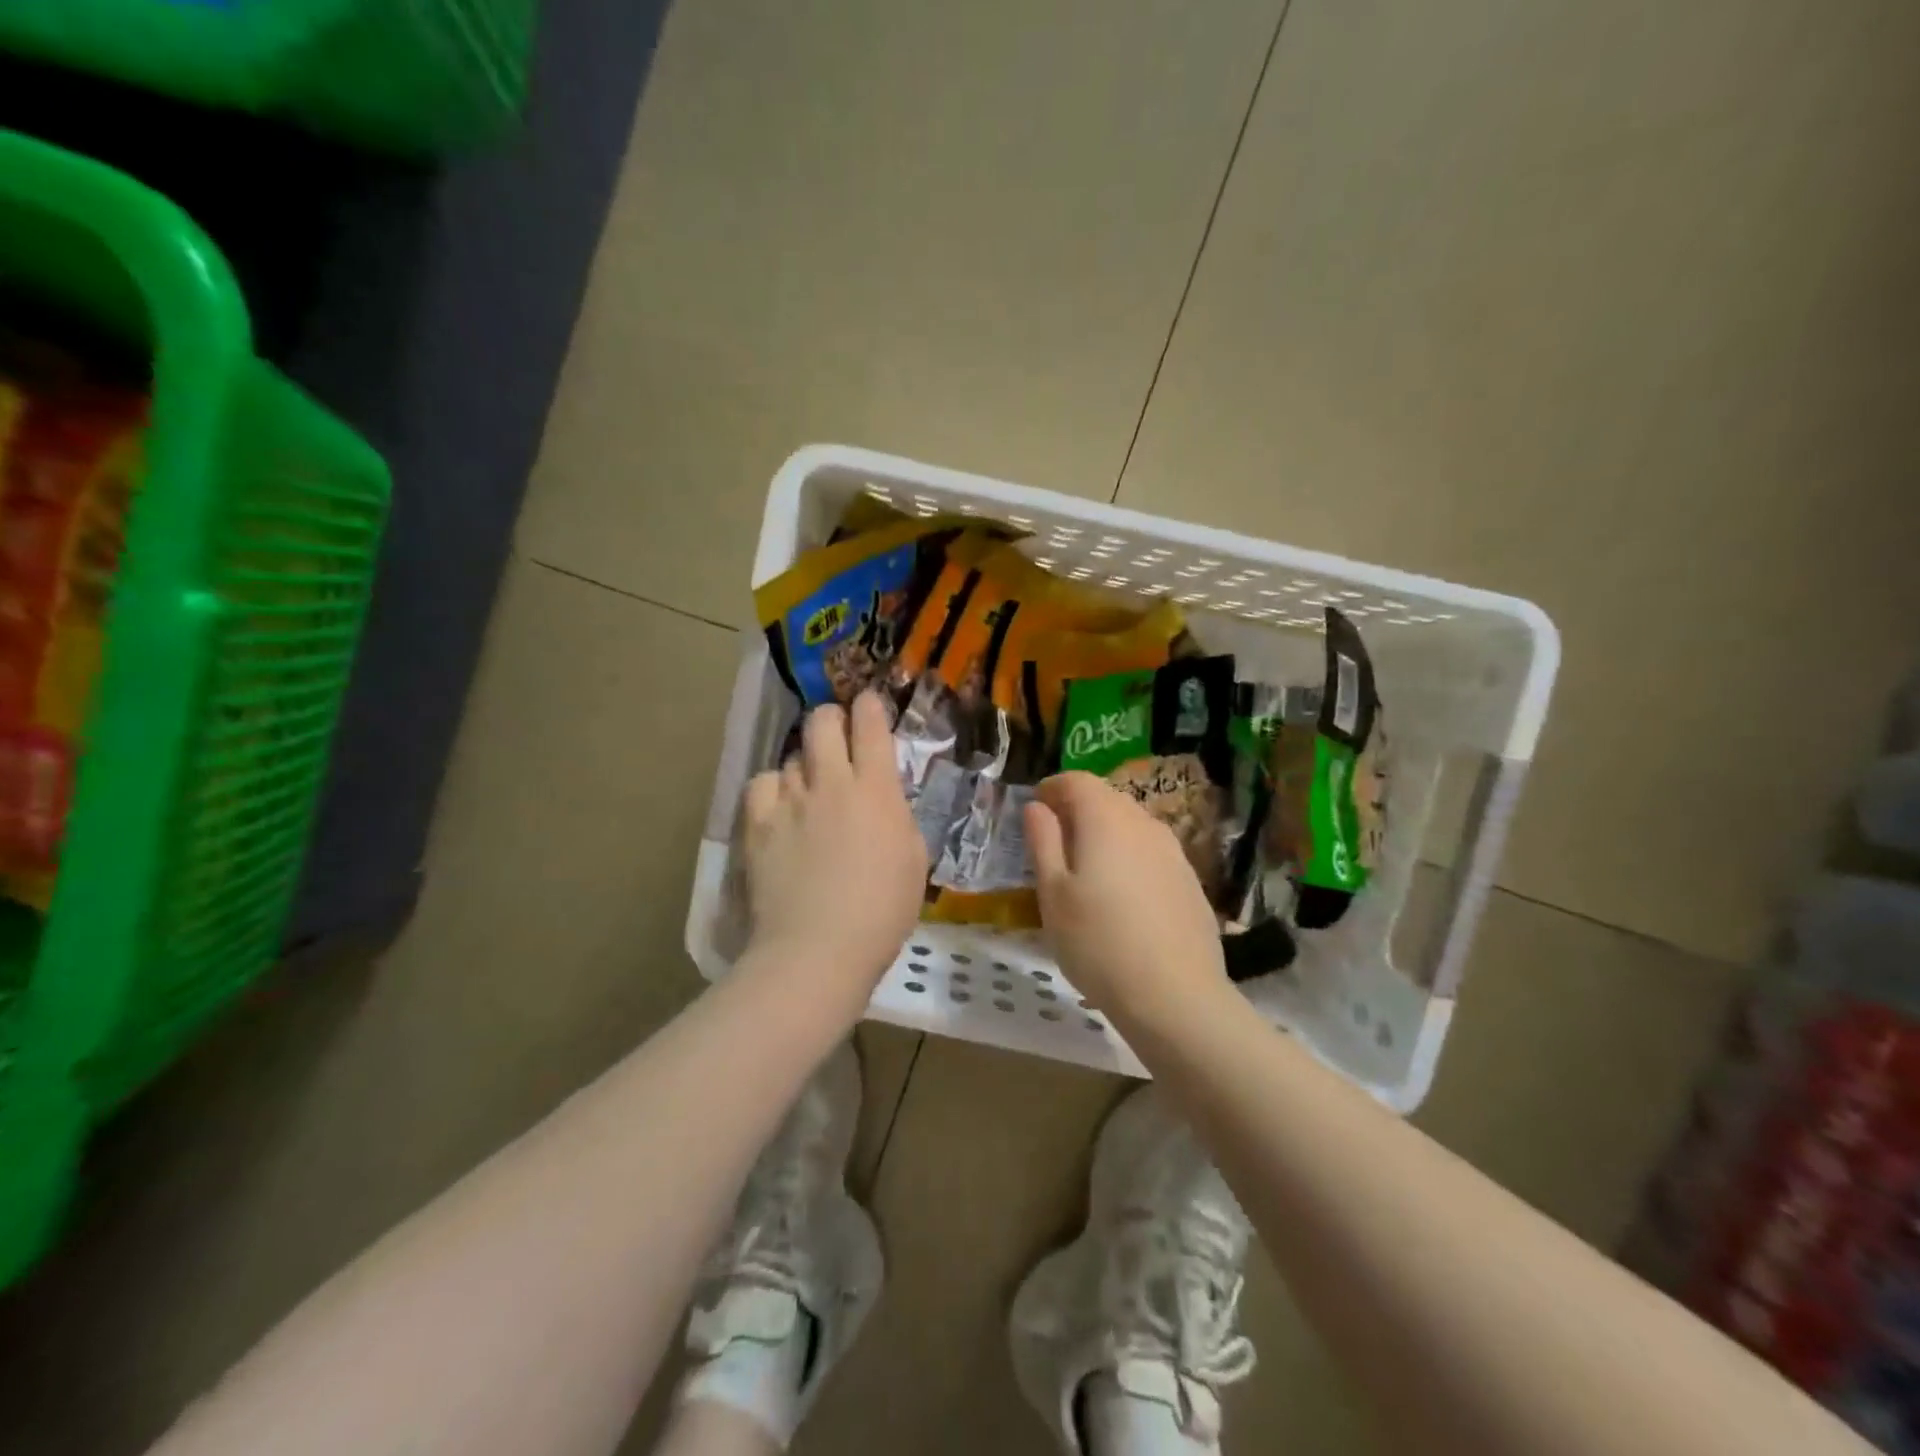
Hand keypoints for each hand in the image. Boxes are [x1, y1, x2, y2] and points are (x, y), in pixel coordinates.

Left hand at [741, 694, 927, 1006]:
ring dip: (806, 764)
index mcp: (877, 790)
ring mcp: (790, 800)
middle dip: (831, 718)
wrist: (818, 949)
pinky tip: (779, 808)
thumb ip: (898, 818)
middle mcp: (832, 783)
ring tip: (809, 789)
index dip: (869, 706)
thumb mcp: (914, 860)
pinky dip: (773, 789)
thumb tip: (883, 802)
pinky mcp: (758, 823)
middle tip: (836, 736)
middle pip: (823, 722)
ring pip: (793, 755)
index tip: (868, 704)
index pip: (871, 726)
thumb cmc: (882, 912)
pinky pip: (762, 783)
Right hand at [1024, 771, 1226, 1028]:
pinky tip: (1123, 896)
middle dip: (1078, 809)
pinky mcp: (1190, 880)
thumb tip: (1036, 807)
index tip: (1035, 808)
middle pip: (1107, 798)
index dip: (1053, 788)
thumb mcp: (1053, 894)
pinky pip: (1152, 853)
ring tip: (1086, 869)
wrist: (1175, 995)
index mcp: (1106, 819)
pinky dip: (1130, 858)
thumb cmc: (1097, 942)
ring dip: (1106, 833)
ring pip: (1132, 825)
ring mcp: (1173, 851)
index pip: (1077, 780)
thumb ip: (1043, 842)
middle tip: (1054, 840)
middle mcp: (1143, 823)